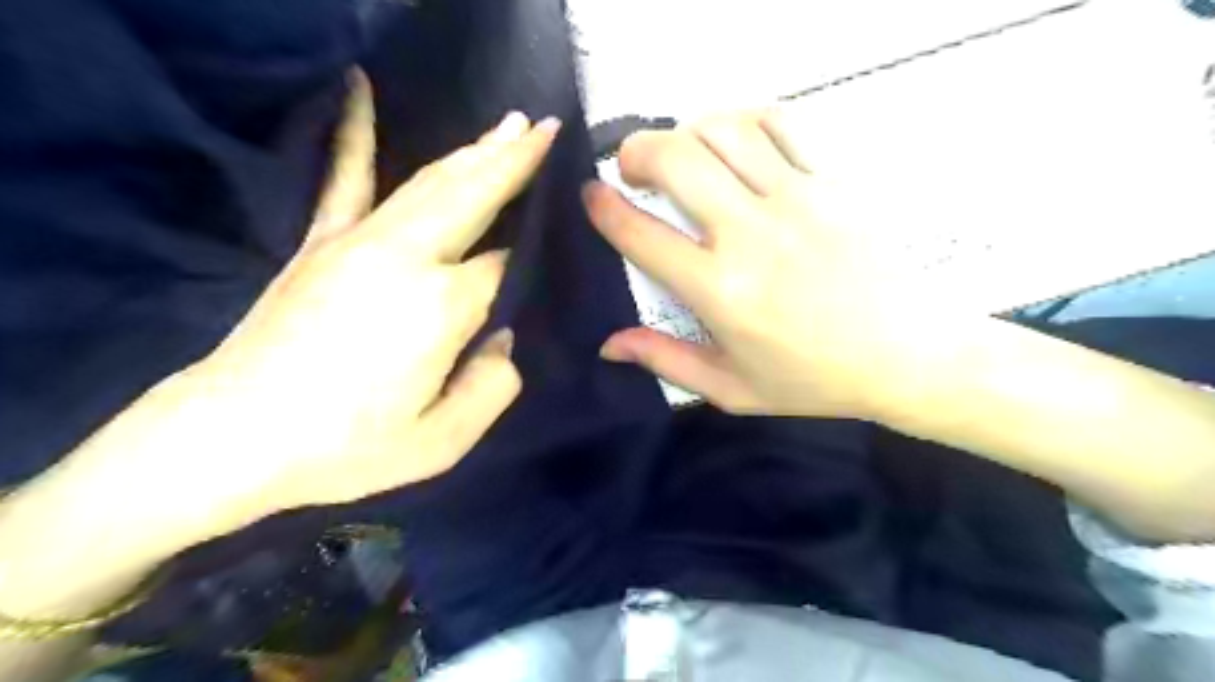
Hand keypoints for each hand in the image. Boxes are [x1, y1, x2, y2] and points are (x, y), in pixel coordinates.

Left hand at [65, 75, 561, 539]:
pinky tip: (360, 86)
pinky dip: (355, 130)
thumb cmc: (346, 447)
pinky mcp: (321, 241)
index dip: (534, 251)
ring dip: (475, 149)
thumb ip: (494, 387)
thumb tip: (504, 338)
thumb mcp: (442, 441)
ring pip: (430, 181)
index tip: (559, 236)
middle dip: (517, 160)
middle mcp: (406, 256)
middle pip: (474, 194)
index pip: (507, 263)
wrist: (231, 436)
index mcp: (442, 304)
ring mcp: (358, 240)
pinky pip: (343, 176)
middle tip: (551, 129)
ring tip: (511, 124)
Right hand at [583, 110, 952, 419]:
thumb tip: (608, 344)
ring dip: (687, 131)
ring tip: (682, 152)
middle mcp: (751, 235)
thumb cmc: (813, 378)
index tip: (592, 194)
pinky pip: (781, 123)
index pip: (641, 234)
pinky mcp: (833, 180)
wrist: (907, 354)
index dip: (604, 208)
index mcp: (721, 292)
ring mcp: (796, 199)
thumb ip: (665, 361)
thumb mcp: (731, 388)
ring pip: (724, 130)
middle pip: (676, 159)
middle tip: (631, 166)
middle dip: (637, 151)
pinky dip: (745, 120)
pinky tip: (736, 141)